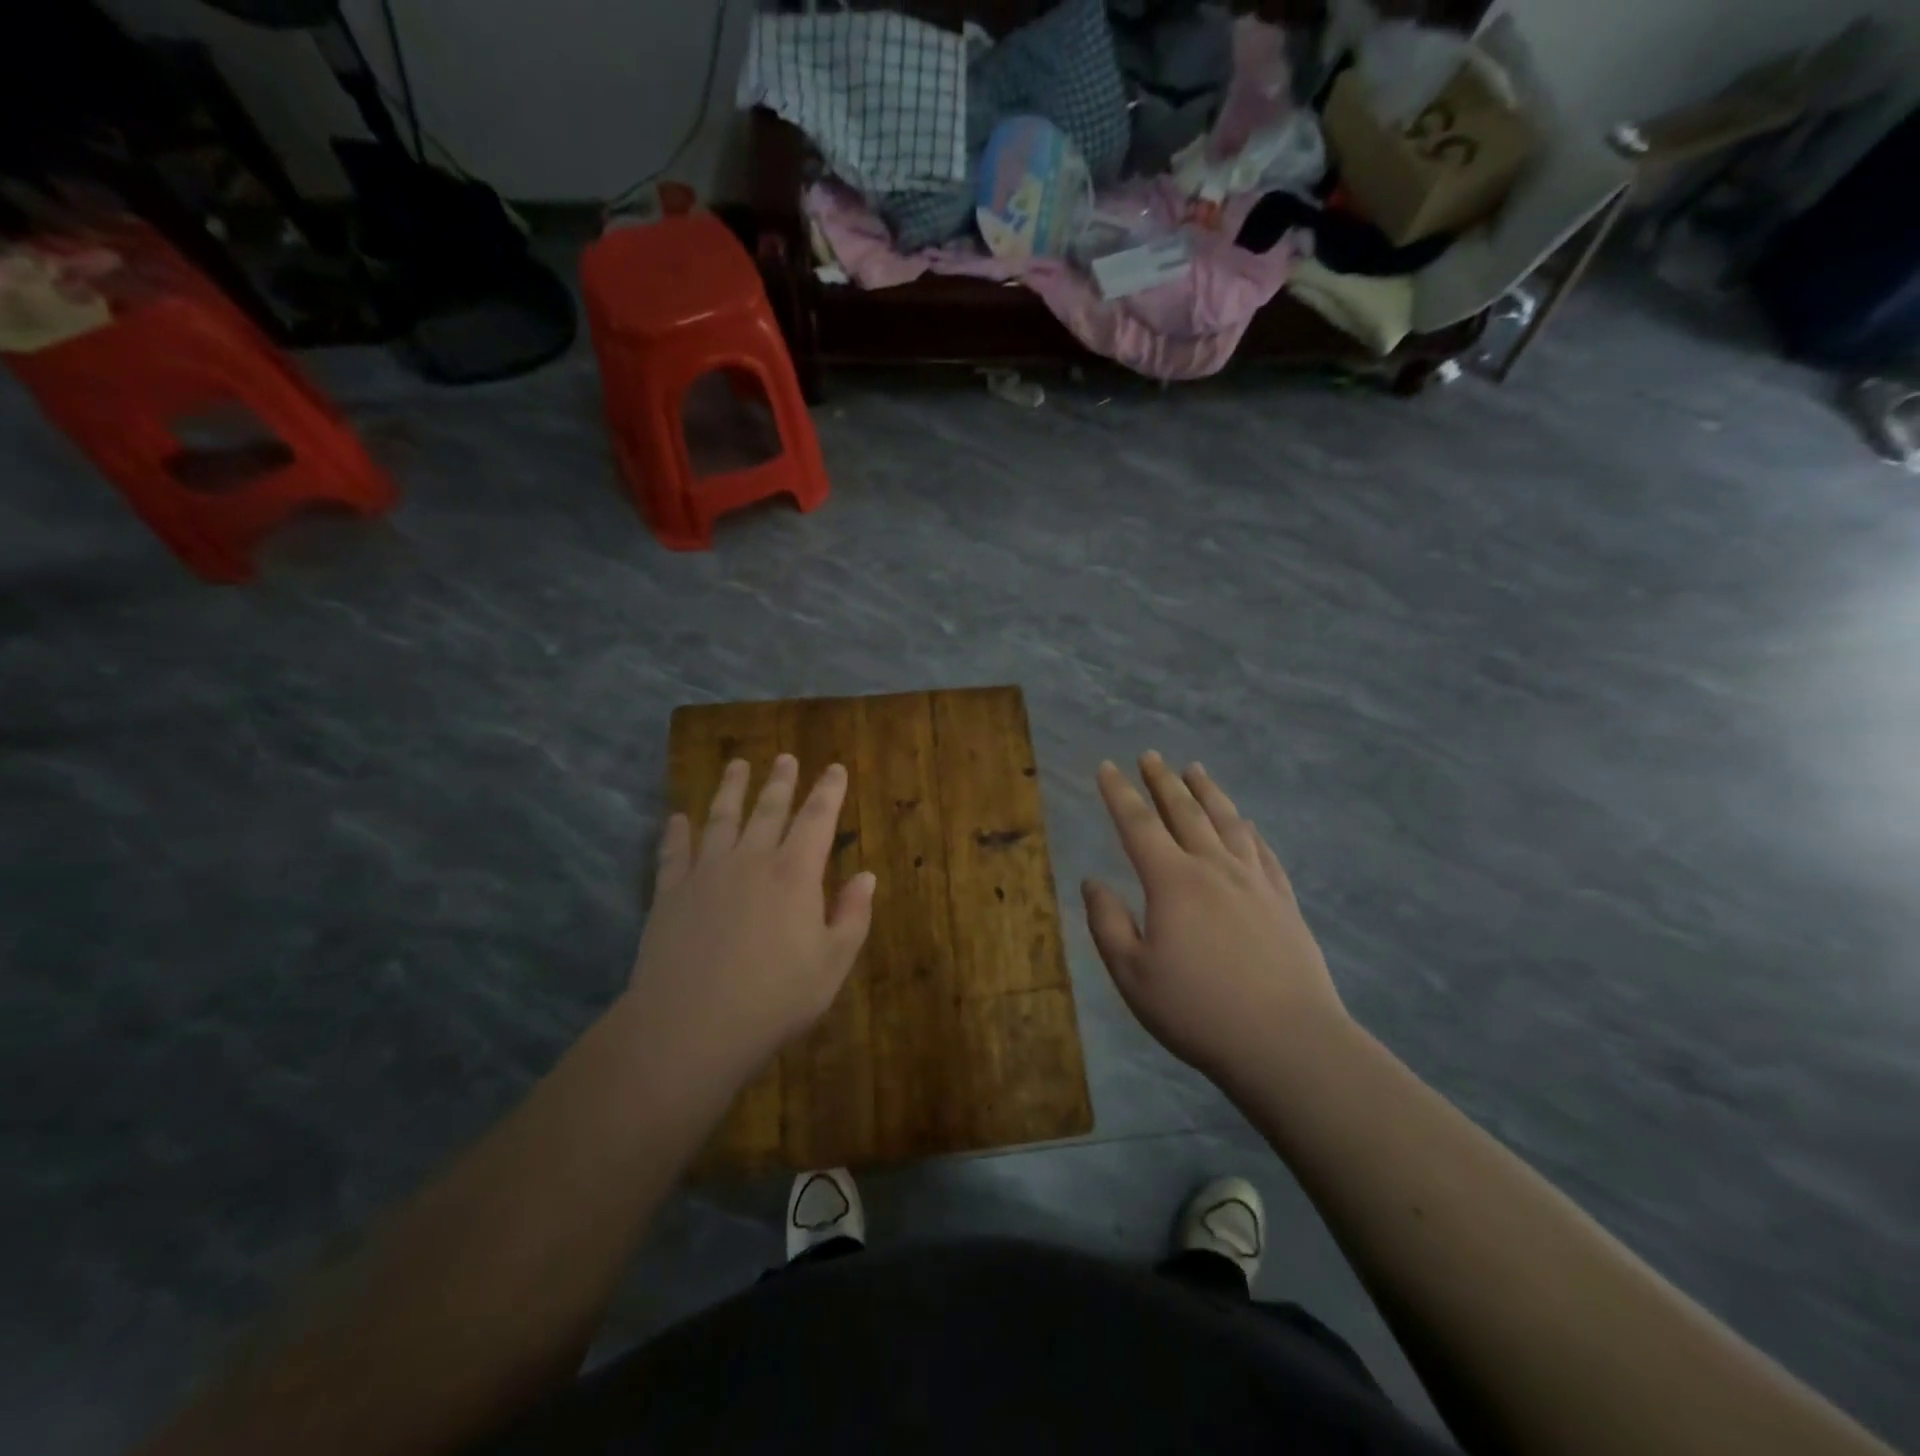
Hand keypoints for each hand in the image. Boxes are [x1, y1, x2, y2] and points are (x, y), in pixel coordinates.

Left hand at [627, 755, 875, 1081]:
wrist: (691, 1026)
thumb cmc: (774, 998)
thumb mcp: (832, 964)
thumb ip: (852, 915)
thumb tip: (866, 875)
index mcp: (794, 874)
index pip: (817, 819)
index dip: (828, 791)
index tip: (834, 768)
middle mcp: (751, 860)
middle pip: (768, 810)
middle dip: (780, 782)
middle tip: (785, 758)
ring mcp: (706, 874)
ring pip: (720, 819)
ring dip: (730, 789)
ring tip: (736, 765)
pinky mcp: (670, 894)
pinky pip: (673, 853)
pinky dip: (675, 833)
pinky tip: (676, 818)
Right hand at [1082, 753, 1348, 1088]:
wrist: (1287, 1042)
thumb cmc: (1198, 1011)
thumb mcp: (1132, 974)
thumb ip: (1107, 923)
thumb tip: (1092, 882)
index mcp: (1172, 882)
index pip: (1138, 825)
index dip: (1119, 793)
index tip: (1106, 766)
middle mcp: (1213, 868)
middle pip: (1184, 812)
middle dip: (1162, 781)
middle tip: (1150, 756)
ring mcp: (1254, 881)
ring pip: (1227, 822)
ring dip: (1208, 792)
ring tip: (1195, 770)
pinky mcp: (1283, 901)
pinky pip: (1262, 851)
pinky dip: (1247, 830)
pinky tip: (1245, 824)